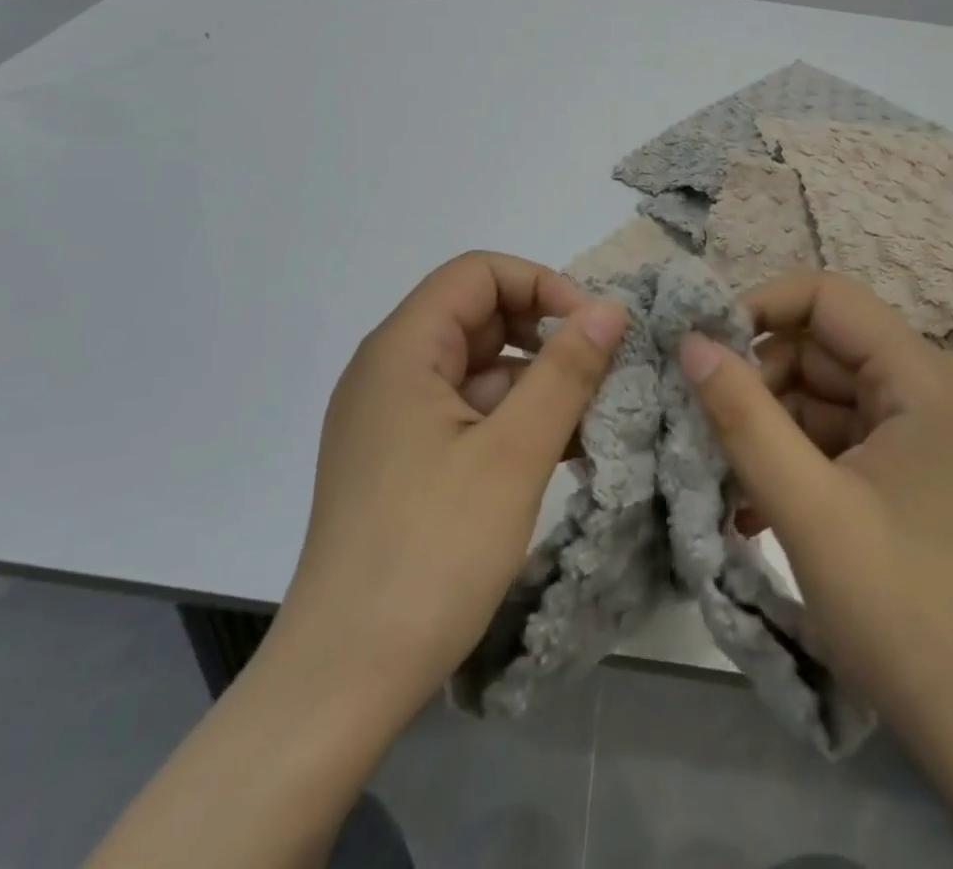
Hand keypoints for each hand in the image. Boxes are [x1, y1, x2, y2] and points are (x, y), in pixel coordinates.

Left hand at [259, 251, 626, 737]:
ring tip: (593, 417)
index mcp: (401, 349)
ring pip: (477, 369)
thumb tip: (609, 308)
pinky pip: (465, 414)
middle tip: (602, 374)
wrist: (343, 679)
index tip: (591, 330)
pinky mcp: (402, 460)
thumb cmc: (430, 552)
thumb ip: (565, 371)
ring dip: (535, 383)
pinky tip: (560, 450)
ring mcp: (392, 419)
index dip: (540, 286)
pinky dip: (512, 420)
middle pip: (477, 317)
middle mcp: (389, 370)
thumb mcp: (513, 454)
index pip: (477, 274)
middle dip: (544, 335)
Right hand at [677, 273, 952, 763]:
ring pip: (818, 397)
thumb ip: (742, 416)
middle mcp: (924, 393)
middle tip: (705, 431)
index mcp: (919, 379)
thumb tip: (689, 341)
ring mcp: (917, 437)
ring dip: (766, 429)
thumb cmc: (905, 612)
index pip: (825, 296)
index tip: (704, 352)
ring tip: (726, 483)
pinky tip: (752, 511)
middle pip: (818, 348)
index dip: (758, 307)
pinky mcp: (906, 477)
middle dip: (756, 382)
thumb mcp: (807, 509)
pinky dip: (790, 462)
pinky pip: (833, 441)